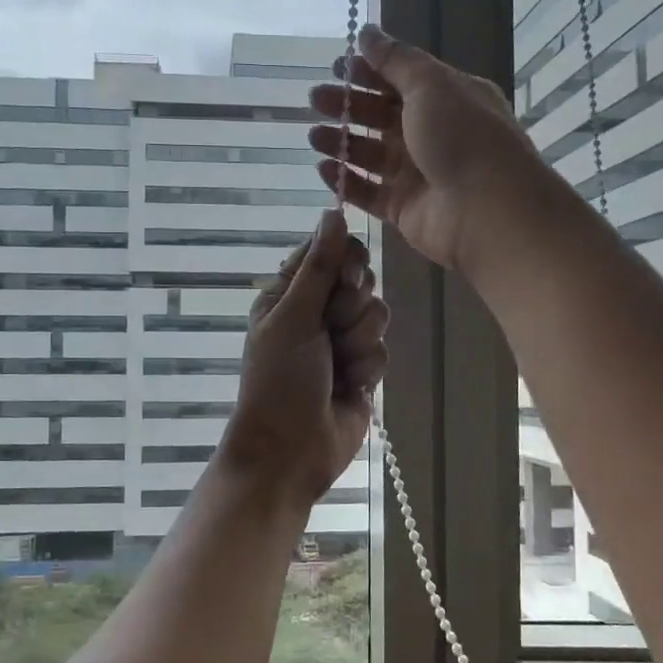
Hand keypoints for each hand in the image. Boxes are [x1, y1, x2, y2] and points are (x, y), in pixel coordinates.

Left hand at [220, 210, 388, 506]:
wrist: (290, 450)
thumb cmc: (280, 380)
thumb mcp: (292, 318)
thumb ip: (318, 266)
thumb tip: (332, 211)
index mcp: (289, 294)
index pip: (330, 251)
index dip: (345, 261)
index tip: (346, 278)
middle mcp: (316, 312)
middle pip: (360, 280)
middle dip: (352, 308)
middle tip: (331, 331)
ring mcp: (341, 341)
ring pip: (377, 314)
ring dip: (358, 342)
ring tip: (337, 367)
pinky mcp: (363, 368)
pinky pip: (382, 349)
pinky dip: (367, 368)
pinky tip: (350, 388)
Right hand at [308, 24, 555, 273]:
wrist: (486, 209)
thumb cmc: (462, 136)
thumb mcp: (430, 85)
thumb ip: (395, 60)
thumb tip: (367, 32)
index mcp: (448, 99)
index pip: (402, 80)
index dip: (368, 72)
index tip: (335, 67)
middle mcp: (434, 134)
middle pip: (382, 116)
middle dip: (348, 105)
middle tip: (315, 99)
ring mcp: (418, 174)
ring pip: (371, 154)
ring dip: (342, 142)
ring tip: (314, 135)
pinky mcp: (404, 209)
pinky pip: (368, 192)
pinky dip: (346, 181)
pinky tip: (323, 169)